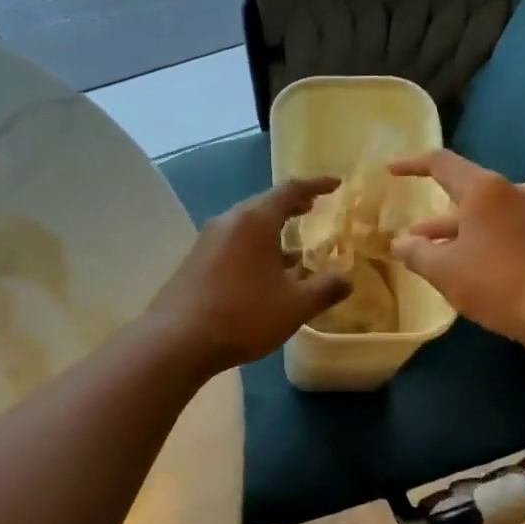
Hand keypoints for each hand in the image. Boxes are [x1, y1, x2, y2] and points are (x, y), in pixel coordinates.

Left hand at [145, 178, 351, 373]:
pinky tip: (264, 274)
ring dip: (272, 231)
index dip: (316, 184)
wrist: (177, 339)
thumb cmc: (243, 315)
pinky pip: (233, 244)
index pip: (290, 190)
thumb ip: (325, 290)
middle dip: (291, 206)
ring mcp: (208, 240)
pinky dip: (255, 248)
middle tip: (312, 208)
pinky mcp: (196, 261)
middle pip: (264, 204)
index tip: (335, 183)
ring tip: (295, 247)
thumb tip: (347, 280)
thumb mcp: (294, 306)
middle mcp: (229, 221)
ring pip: (247, 226)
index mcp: (255, 220)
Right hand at [388, 150, 524, 345]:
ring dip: (453, 229)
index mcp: (485, 188)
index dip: (412, 165)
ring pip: (482, 212)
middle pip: (464, 189)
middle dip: (433, 210)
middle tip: (410, 229)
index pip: (441, 163)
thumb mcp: (443, 270)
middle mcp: (511, 190)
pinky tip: (460, 262)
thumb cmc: (495, 282)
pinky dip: (476, 238)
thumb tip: (399, 243)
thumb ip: (416, 252)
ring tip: (426, 251)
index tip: (391, 170)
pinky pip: (499, 226)